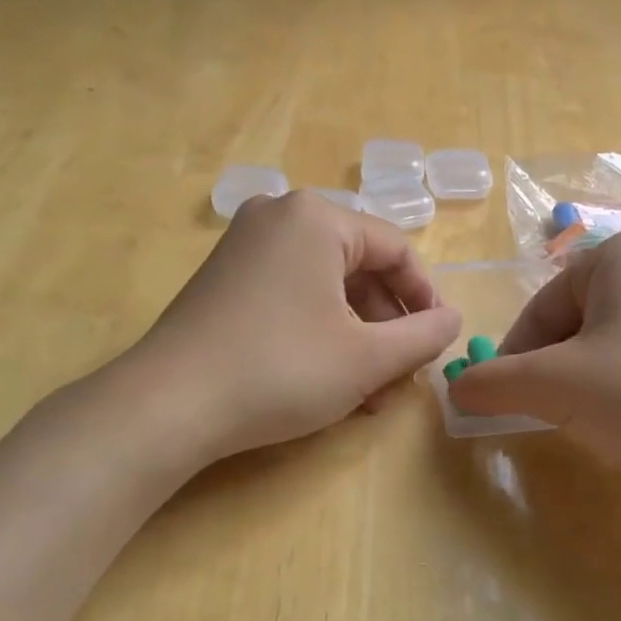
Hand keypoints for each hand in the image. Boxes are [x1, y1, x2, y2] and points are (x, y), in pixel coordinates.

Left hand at [122, 191, 459, 462]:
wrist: (168, 405)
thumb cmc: (280, 370)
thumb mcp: (366, 358)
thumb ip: (422, 336)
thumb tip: (452, 320)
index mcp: (317, 217)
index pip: (396, 250)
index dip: (425, 299)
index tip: (437, 344)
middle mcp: (278, 216)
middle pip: (358, 267)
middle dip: (386, 326)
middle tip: (400, 376)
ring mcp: (244, 245)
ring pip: (325, 286)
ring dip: (355, 336)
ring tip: (368, 392)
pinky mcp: (223, 277)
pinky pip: (291, 294)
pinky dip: (318, 331)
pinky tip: (328, 378)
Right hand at [448, 227, 620, 500]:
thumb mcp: (559, 388)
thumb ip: (496, 383)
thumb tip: (456, 388)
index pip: (541, 307)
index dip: (516, 359)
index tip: (507, 404)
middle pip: (576, 324)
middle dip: (557, 374)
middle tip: (556, 418)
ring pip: (613, 347)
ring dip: (591, 387)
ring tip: (604, 426)